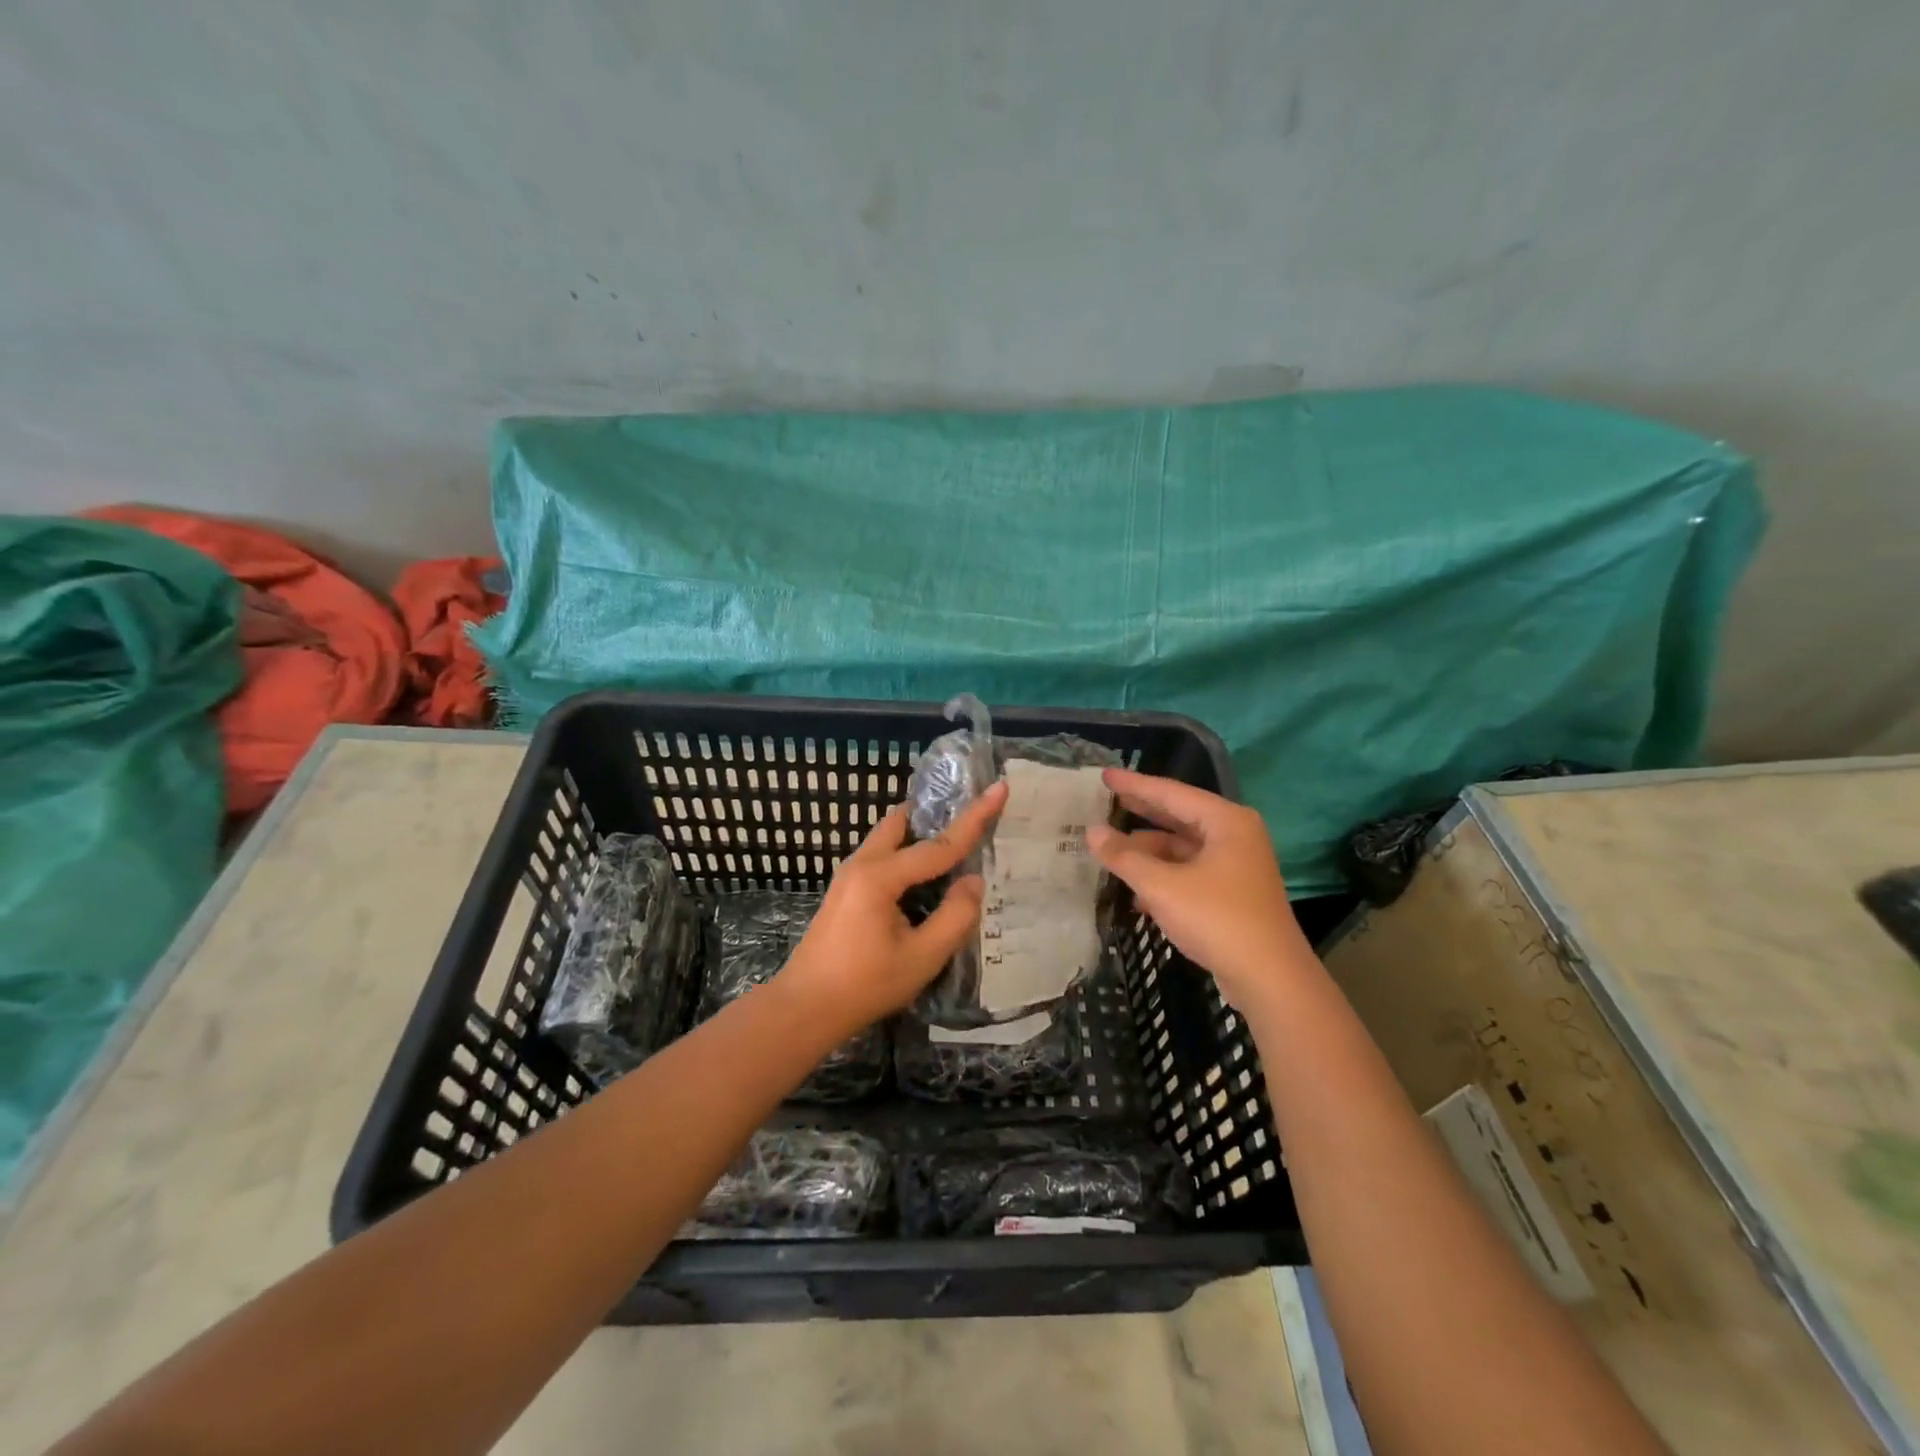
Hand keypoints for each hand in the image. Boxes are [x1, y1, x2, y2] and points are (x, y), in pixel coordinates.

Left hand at [777, 781, 1008, 1036]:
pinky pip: (881, 856)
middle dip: (937, 813)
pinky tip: (925, 875)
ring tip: (954, 841)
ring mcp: (848, 876)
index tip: (999, 787)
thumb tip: (974, 881)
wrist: (804, 1008)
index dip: (974, 817)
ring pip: (889, 837)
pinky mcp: (845, 890)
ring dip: (920, 833)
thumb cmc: (865, 985)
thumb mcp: (921, 957)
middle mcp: (861, 864)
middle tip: (971, 812)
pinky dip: (906, 852)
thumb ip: (955, 916)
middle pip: (904, 822)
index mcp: (880, 876)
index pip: (938, 844)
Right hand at [1085, 768, 1309, 1004]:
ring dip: (1148, 852)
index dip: (1134, 784)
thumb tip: (1092, 832)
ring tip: (1110, 852)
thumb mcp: (1162, 886)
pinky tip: (1135, 892)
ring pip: (1182, 848)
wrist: (1270, 979)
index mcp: (1226, 821)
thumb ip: (1124, 857)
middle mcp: (1234, 835)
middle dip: (1141, 812)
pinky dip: (1163, 876)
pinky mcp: (1232, 893)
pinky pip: (1190, 872)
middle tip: (1105, 801)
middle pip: (1178, 816)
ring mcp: (1236, 865)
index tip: (1104, 775)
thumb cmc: (1217, 919)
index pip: (1171, 792)